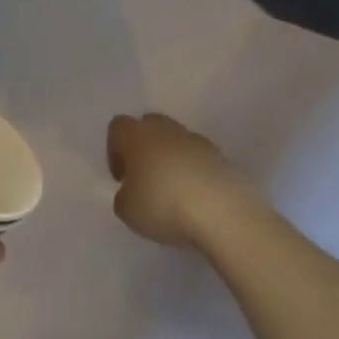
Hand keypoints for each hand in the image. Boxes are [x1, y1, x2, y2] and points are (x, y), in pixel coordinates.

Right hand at [106, 113, 271, 252]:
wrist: (223, 214)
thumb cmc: (163, 206)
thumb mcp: (126, 210)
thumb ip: (124, 196)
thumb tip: (133, 191)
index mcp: (137, 136)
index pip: (118, 126)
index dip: (114, 150)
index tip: (122, 178)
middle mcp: (167, 131)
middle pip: (150, 125)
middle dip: (145, 147)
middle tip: (145, 179)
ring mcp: (199, 142)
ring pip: (178, 140)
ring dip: (172, 159)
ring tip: (174, 192)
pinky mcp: (224, 158)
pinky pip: (201, 159)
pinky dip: (196, 172)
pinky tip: (197, 199)